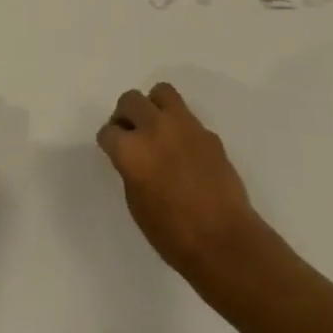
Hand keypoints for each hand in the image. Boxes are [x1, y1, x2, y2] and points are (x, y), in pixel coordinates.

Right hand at [97, 82, 266, 281]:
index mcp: (132, 150)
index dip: (109, 142)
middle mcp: (155, 129)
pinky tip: (183, 150)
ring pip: (161, 92)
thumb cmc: (172, 234)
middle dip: (125, 115)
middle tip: (130, 134)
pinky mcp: (208, 132)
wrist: (223, 240)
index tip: (114, 150)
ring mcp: (185, 126)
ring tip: (156, 129)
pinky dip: (178, 125)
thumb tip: (135, 156)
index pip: (108, 131)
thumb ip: (131, 170)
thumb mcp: (137, 204)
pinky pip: (186, 116)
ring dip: (153, 106)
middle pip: (130, 100)